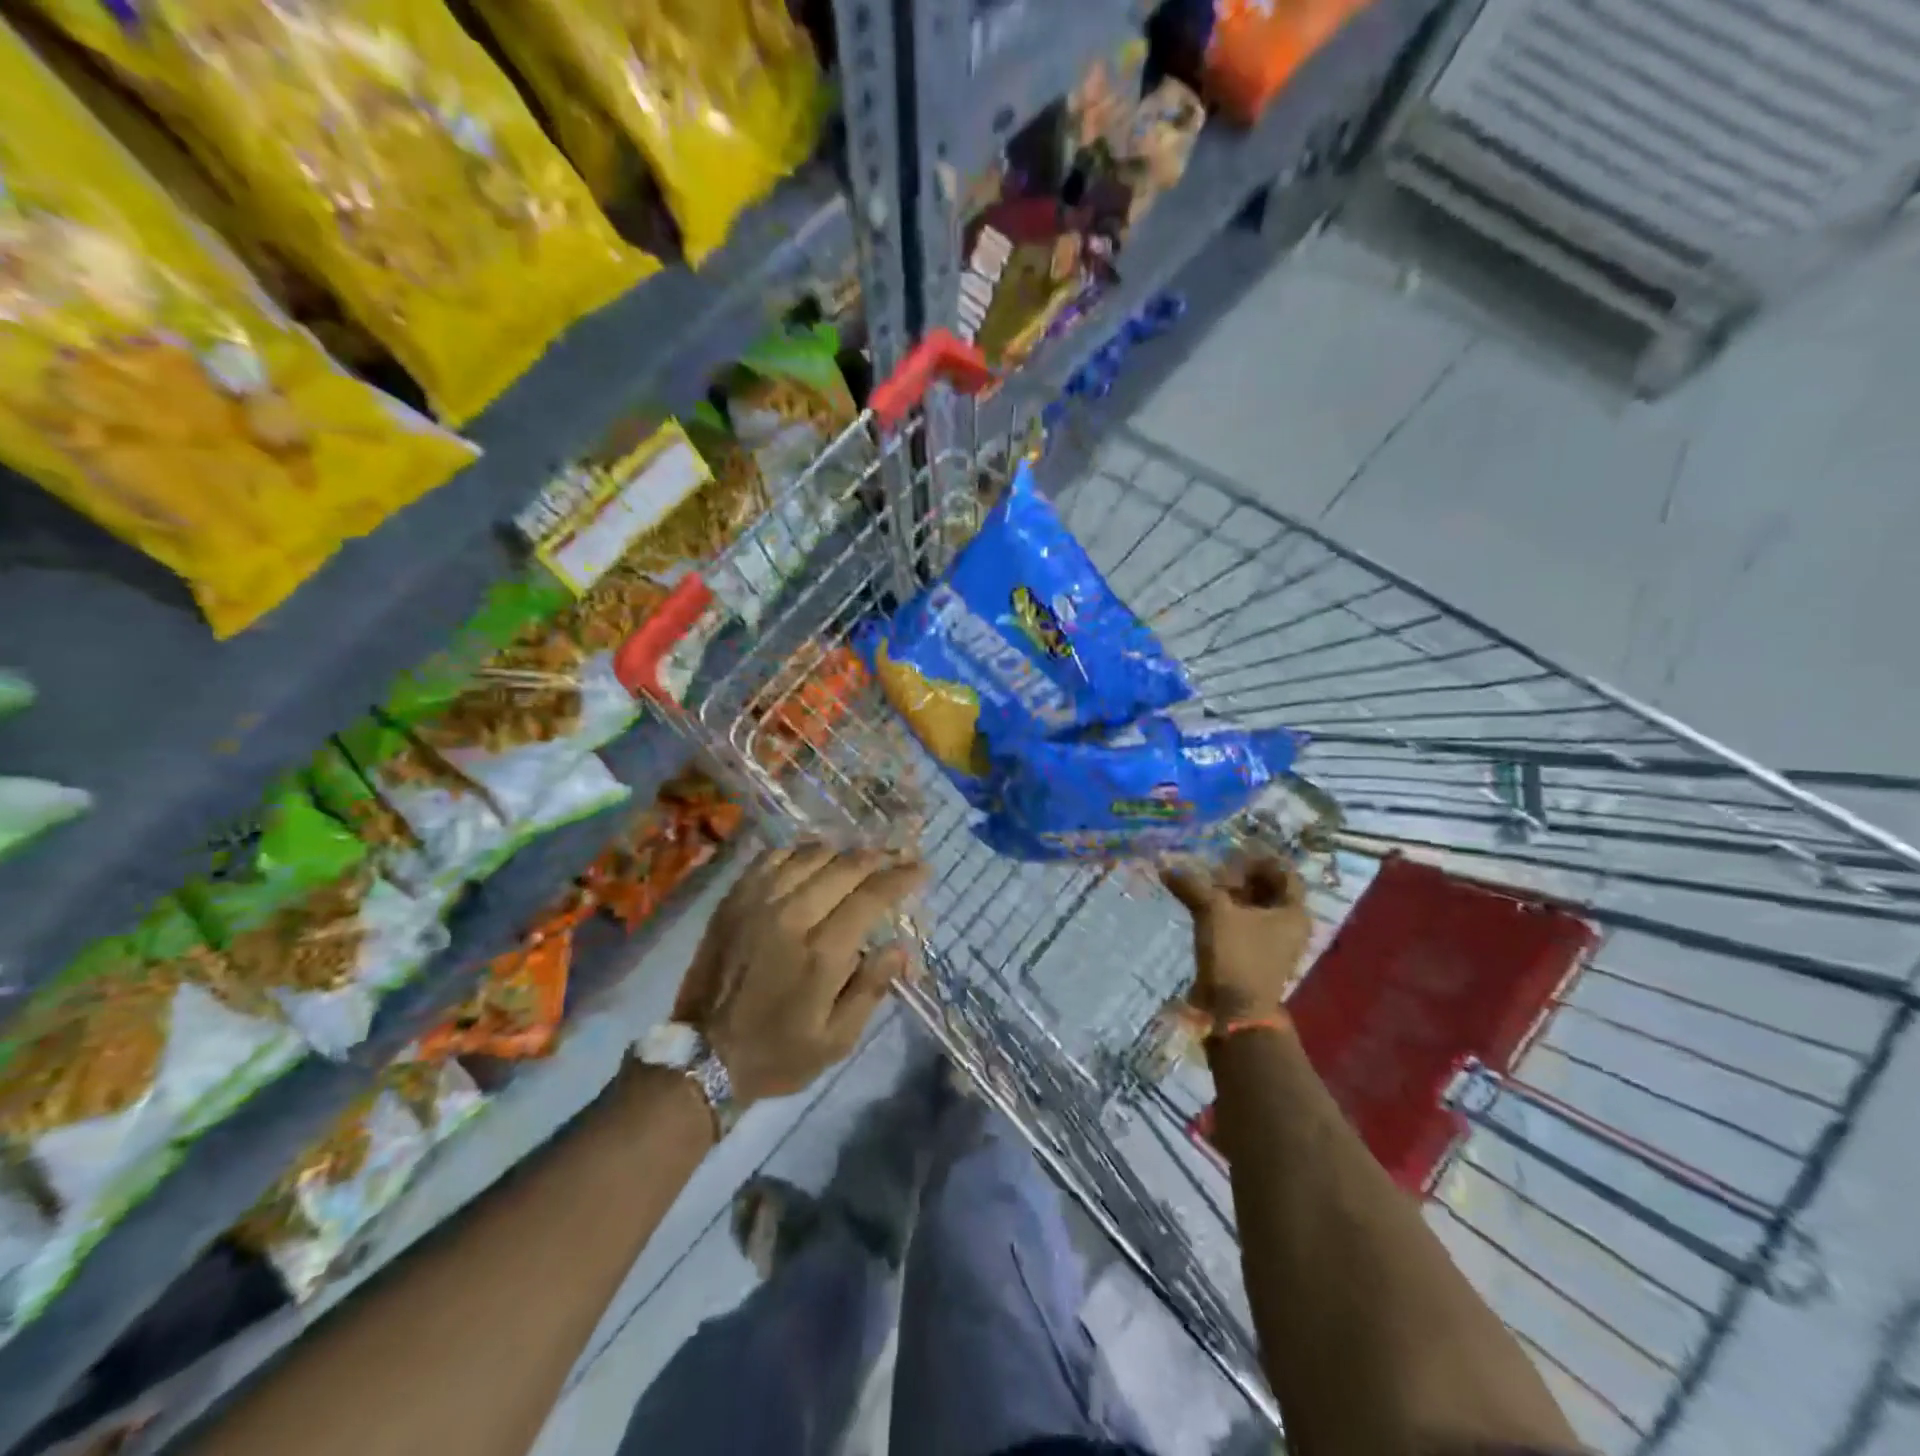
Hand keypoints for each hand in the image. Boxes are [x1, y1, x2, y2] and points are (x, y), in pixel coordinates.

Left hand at [674, 843, 927, 1103]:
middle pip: (845, 866)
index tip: (921, 869)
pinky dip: (799, 852)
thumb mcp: (837, 1040)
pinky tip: (812, 859)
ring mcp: (758, 902)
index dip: (901, 877)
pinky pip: (772, 858)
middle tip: (896, 858)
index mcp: (822, 952)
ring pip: (811, 855)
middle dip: (878, 858)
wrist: (703, 1056)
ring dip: (842, 853)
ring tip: (858, 859)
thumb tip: (900, 947)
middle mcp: (792, 916)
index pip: (872, 896)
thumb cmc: (778, 1053)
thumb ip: (871, 989)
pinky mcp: (734, 900)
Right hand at [1162, 853, 1311, 1024]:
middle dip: (1240, 876)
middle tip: (1213, 869)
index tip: (1231, 853)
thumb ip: (1192, 886)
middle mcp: (1289, 925)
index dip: (1258, 859)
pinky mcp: (1256, 955)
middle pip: (1268, 888)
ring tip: (1204, 886)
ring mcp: (1274, 942)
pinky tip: (1203, 907)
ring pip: (1254, 907)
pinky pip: (1244, 924)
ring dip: (1231, 894)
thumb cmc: (1237, 956)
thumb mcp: (1213, 913)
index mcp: (1293, 911)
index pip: (1283, 871)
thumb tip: (1166, 866)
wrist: (1236, 1012)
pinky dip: (1227, 912)